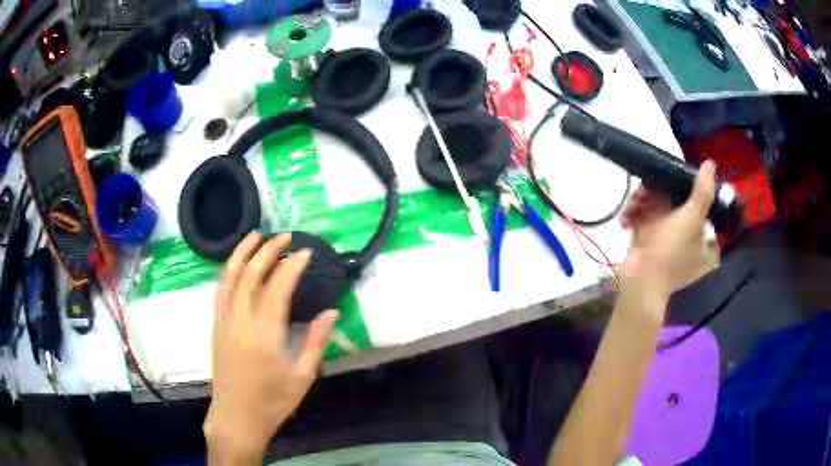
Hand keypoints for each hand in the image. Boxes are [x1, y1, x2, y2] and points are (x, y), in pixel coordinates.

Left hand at [203, 233, 338, 464]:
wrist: (237, 417)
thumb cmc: (273, 402)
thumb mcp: (302, 377)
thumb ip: (316, 343)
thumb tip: (332, 313)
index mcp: (265, 337)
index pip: (277, 289)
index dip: (292, 267)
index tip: (306, 252)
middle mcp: (240, 323)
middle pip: (251, 276)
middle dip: (268, 251)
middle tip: (286, 236)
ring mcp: (224, 322)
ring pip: (230, 278)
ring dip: (243, 253)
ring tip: (256, 235)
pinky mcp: (216, 326)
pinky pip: (220, 291)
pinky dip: (229, 271)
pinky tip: (237, 262)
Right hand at [619, 160, 717, 306]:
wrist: (638, 283)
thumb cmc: (670, 253)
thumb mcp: (691, 220)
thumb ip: (702, 192)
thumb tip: (710, 164)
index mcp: (707, 237)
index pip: (701, 203)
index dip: (687, 187)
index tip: (673, 180)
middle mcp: (690, 237)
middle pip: (677, 201)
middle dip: (658, 193)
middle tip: (645, 192)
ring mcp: (669, 239)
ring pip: (657, 206)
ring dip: (642, 202)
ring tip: (632, 205)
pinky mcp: (650, 240)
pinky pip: (644, 217)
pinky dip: (635, 215)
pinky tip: (626, 219)